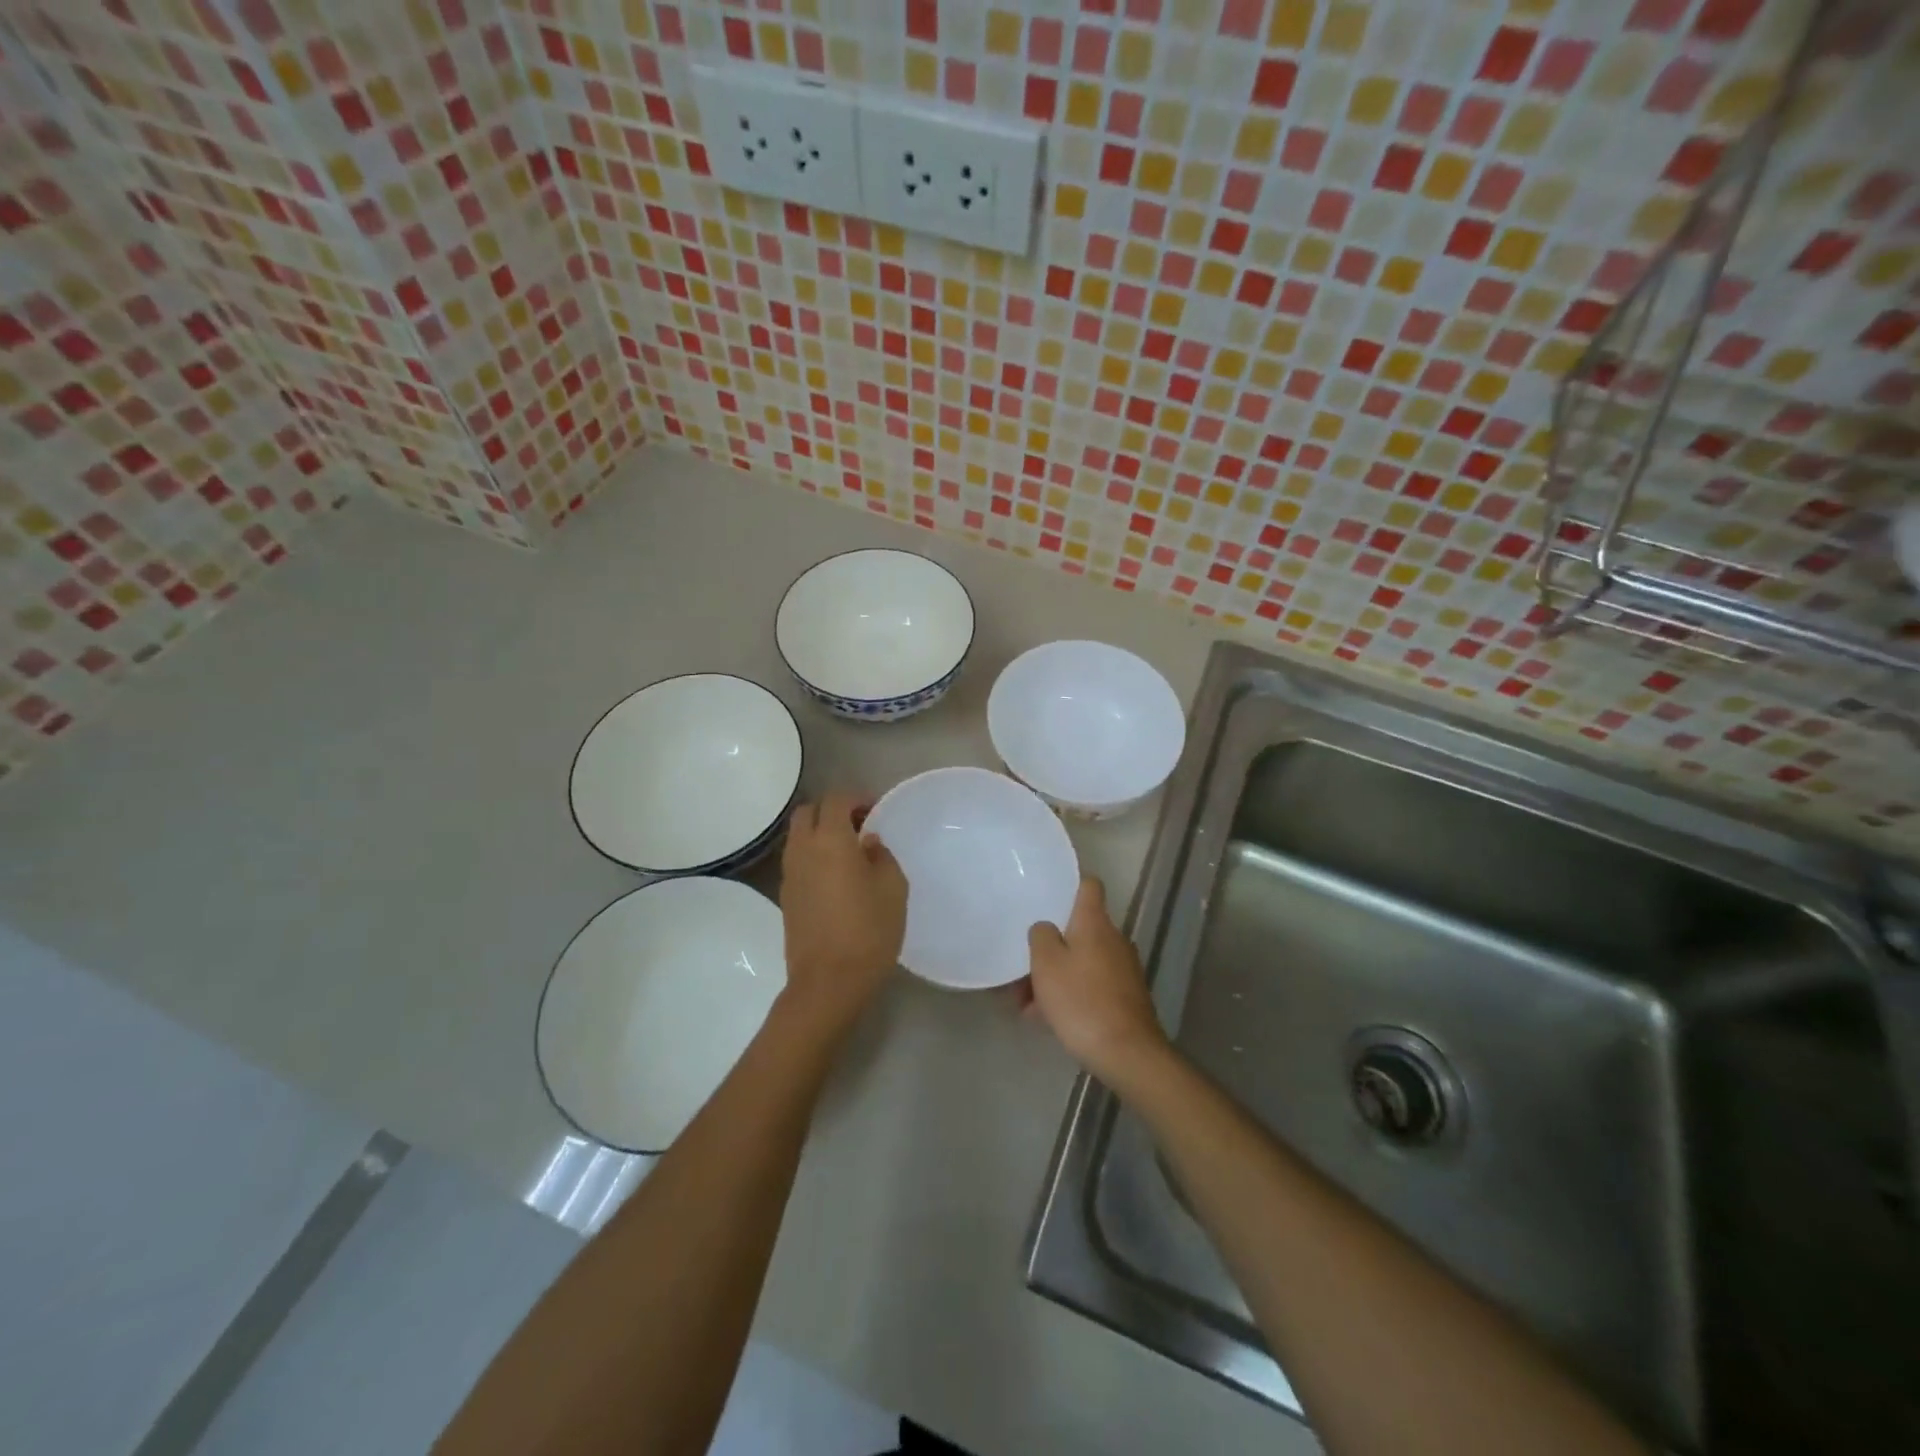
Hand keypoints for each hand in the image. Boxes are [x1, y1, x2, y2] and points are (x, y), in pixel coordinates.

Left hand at [777, 791, 906, 1034]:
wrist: (828, 982)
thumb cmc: (868, 930)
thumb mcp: (893, 888)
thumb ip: (882, 856)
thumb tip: (868, 844)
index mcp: (830, 840)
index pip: (836, 800)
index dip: (857, 798)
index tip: (876, 810)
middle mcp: (803, 849)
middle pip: (808, 812)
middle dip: (833, 810)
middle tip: (860, 825)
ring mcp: (789, 874)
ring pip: (798, 836)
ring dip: (820, 832)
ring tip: (849, 851)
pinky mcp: (785, 897)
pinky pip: (797, 860)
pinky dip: (814, 855)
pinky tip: (836, 876)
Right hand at [1026, 877, 1168, 1084]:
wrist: (1127, 1053)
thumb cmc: (1081, 1000)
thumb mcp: (1046, 964)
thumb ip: (1041, 936)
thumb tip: (1046, 928)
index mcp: (1095, 923)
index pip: (1088, 885)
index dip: (1070, 885)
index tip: (1048, 894)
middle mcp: (1114, 939)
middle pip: (1080, 929)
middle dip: (1051, 945)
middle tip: (1024, 964)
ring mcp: (1123, 969)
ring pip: (1082, 961)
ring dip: (1056, 975)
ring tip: (1026, 1002)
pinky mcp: (1126, 997)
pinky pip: (1091, 985)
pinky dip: (1070, 994)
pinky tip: (1047, 1019)